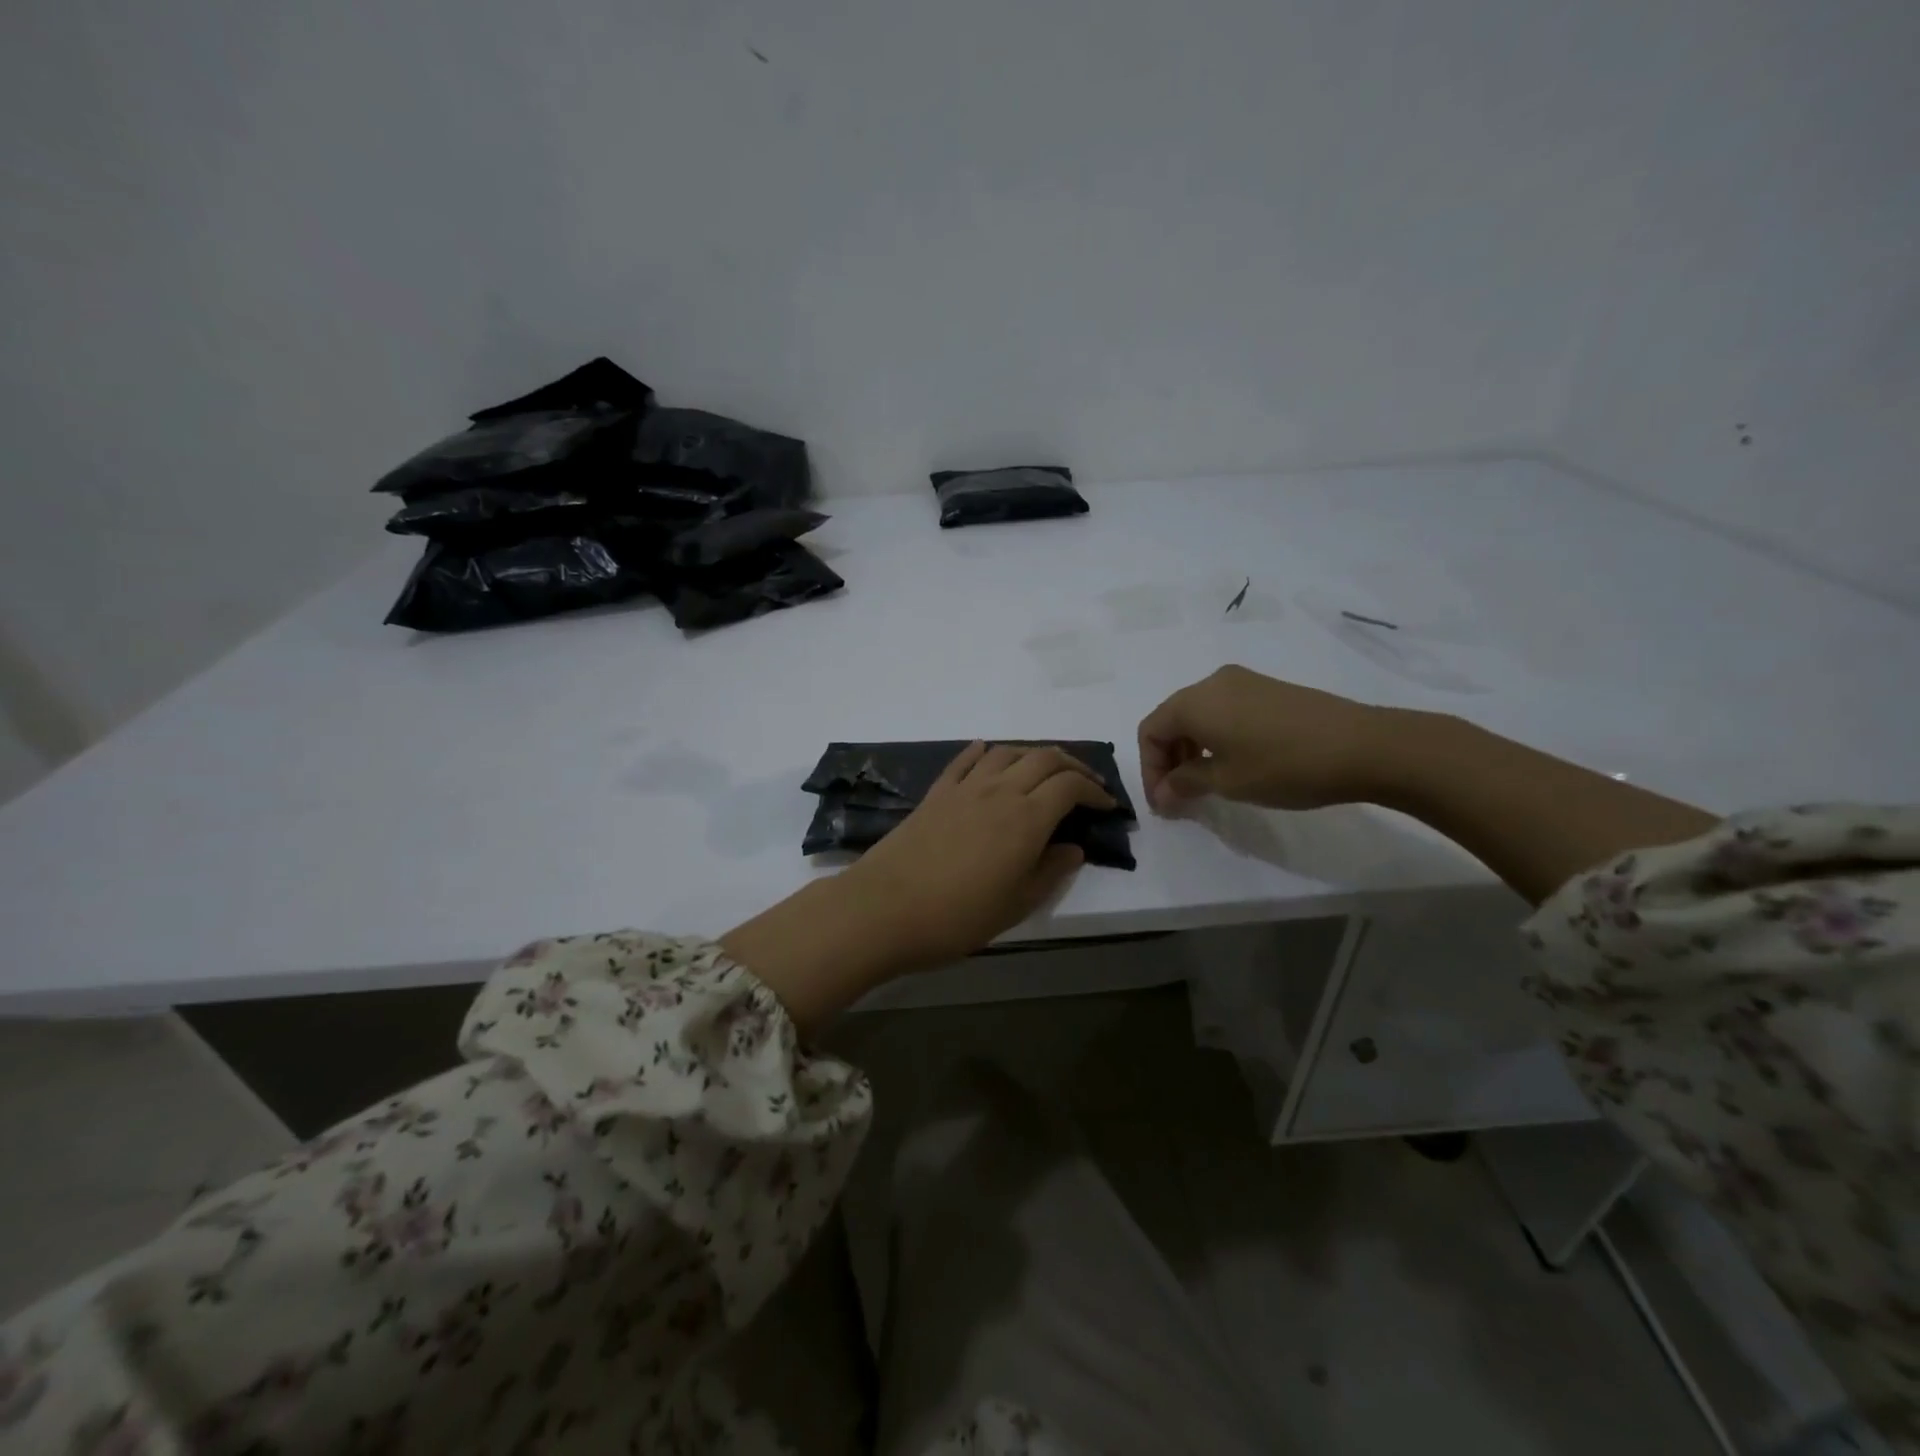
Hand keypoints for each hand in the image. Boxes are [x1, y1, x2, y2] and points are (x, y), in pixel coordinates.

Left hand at [842, 742, 1115, 969]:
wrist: (884, 909)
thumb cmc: (957, 916)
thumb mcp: (1016, 904)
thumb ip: (1050, 872)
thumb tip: (1074, 848)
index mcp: (1026, 818)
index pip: (1070, 786)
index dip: (1094, 791)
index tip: (1106, 805)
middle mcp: (999, 791)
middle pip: (1043, 758)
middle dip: (1072, 765)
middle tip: (1085, 784)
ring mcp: (964, 788)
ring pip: (1007, 752)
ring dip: (1032, 754)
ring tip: (1043, 772)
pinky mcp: (936, 793)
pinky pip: (965, 760)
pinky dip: (984, 752)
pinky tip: (988, 754)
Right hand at [1138, 665, 1392, 812]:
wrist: (1364, 746)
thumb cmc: (1283, 765)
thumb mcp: (1227, 781)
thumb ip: (1186, 783)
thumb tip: (1164, 792)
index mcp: (1194, 701)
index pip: (1150, 731)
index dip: (1149, 769)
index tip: (1163, 803)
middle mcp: (1213, 683)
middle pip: (1172, 720)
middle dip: (1168, 760)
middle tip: (1180, 797)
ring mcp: (1244, 682)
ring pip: (1199, 715)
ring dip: (1192, 750)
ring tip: (1206, 784)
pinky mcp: (1269, 689)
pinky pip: (1225, 711)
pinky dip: (1216, 738)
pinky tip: (1235, 763)